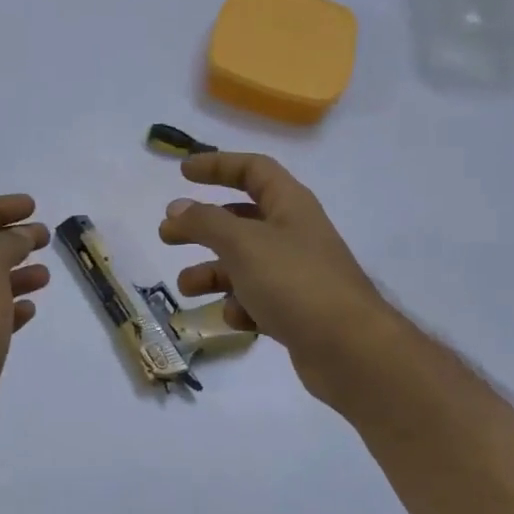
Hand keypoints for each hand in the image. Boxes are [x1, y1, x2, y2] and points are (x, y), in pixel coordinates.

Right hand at [159, 152, 393, 402]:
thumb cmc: (294, 283)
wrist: (347, 348)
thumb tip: (177, 208)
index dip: (218, 166)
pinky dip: (240, 306)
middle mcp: (294, 234)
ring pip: (244, 265)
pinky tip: (234, 318)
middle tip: (166, 236)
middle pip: (241, 220)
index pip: (253, 171)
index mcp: (290, 205)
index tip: (182, 173)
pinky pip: (257, 300)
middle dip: (202, 227)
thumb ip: (206, 223)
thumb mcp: (243, 244)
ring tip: (187, 287)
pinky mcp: (295, 311)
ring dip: (213, 272)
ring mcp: (296, 275)